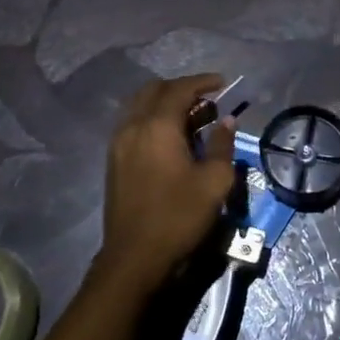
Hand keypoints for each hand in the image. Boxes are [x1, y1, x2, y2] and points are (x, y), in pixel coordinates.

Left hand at [93, 74, 235, 292]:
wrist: (135, 257)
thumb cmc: (179, 217)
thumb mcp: (214, 182)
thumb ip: (222, 146)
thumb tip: (226, 122)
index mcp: (157, 126)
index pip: (179, 89)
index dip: (202, 82)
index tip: (223, 83)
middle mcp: (132, 126)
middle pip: (154, 91)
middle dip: (182, 89)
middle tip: (207, 101)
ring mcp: (118, 143)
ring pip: (140, 106)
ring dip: (165, 104)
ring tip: (192, 119)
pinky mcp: (114, 160)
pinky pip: (133, 124)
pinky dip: (153, 120)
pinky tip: (171, 139)